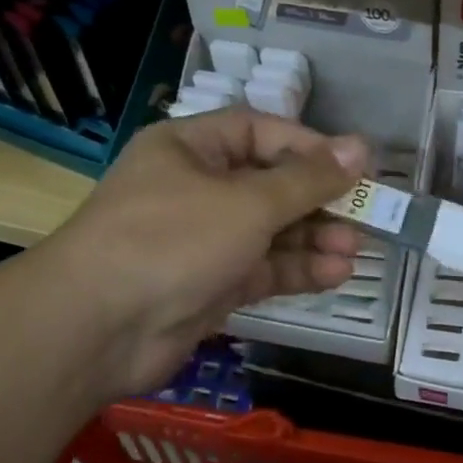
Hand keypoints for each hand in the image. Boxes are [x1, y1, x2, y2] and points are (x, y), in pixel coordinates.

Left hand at [43, 109, 369, 399]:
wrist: (96, 330)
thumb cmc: (172, 240)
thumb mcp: (247, 202)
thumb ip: (306, 180)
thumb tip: (359, 149)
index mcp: (190, 148)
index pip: (260, 132)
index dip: (309, 146)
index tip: (354, 166)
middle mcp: (195, 188)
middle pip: (269, 184)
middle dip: (317, 201)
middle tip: (366, 215)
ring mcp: (201, 240)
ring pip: (268, 231)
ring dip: (312, 239)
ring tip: (355, 250)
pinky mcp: (208, 285)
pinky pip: (260, 268)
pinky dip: (296, 270)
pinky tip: (335, 274)